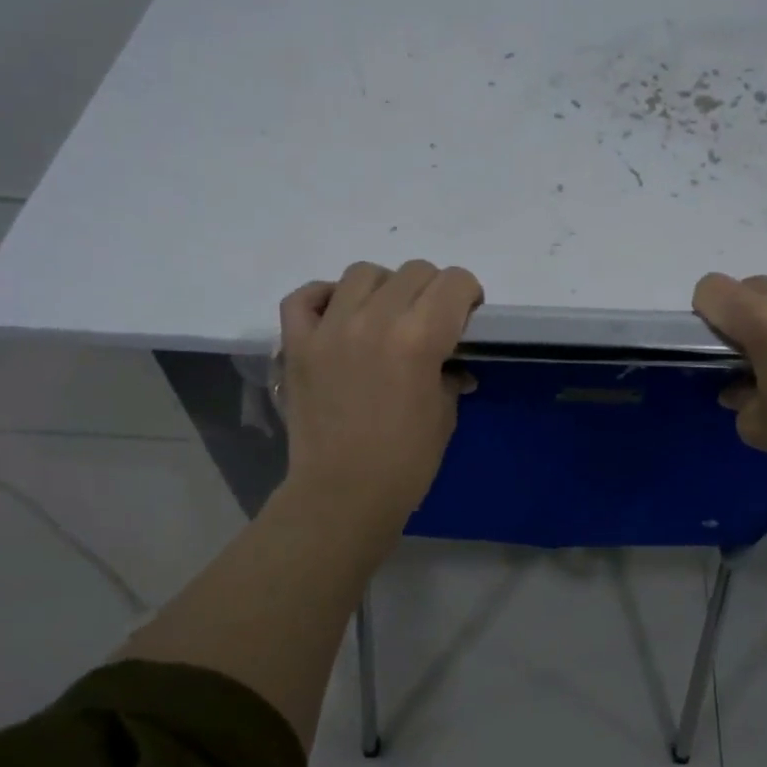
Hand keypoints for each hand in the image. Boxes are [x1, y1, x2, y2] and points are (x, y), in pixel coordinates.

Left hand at [277, 260, 483, 530]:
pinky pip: (305, 296)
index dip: (469, 294)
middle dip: (433, 290)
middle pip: (414, 271)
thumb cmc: (406, 463)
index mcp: (419, 339)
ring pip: (363, 273)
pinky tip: (337, 316)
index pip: (454, 282)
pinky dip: (324, 297)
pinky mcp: (297, 344)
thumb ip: (448, 377)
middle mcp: (374, 320)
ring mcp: (329, 329)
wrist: (342, 495)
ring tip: (384, 316)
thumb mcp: (444, 416)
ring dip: (383, 287)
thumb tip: (452, 367)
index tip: (467, 316)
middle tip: (430, 321)